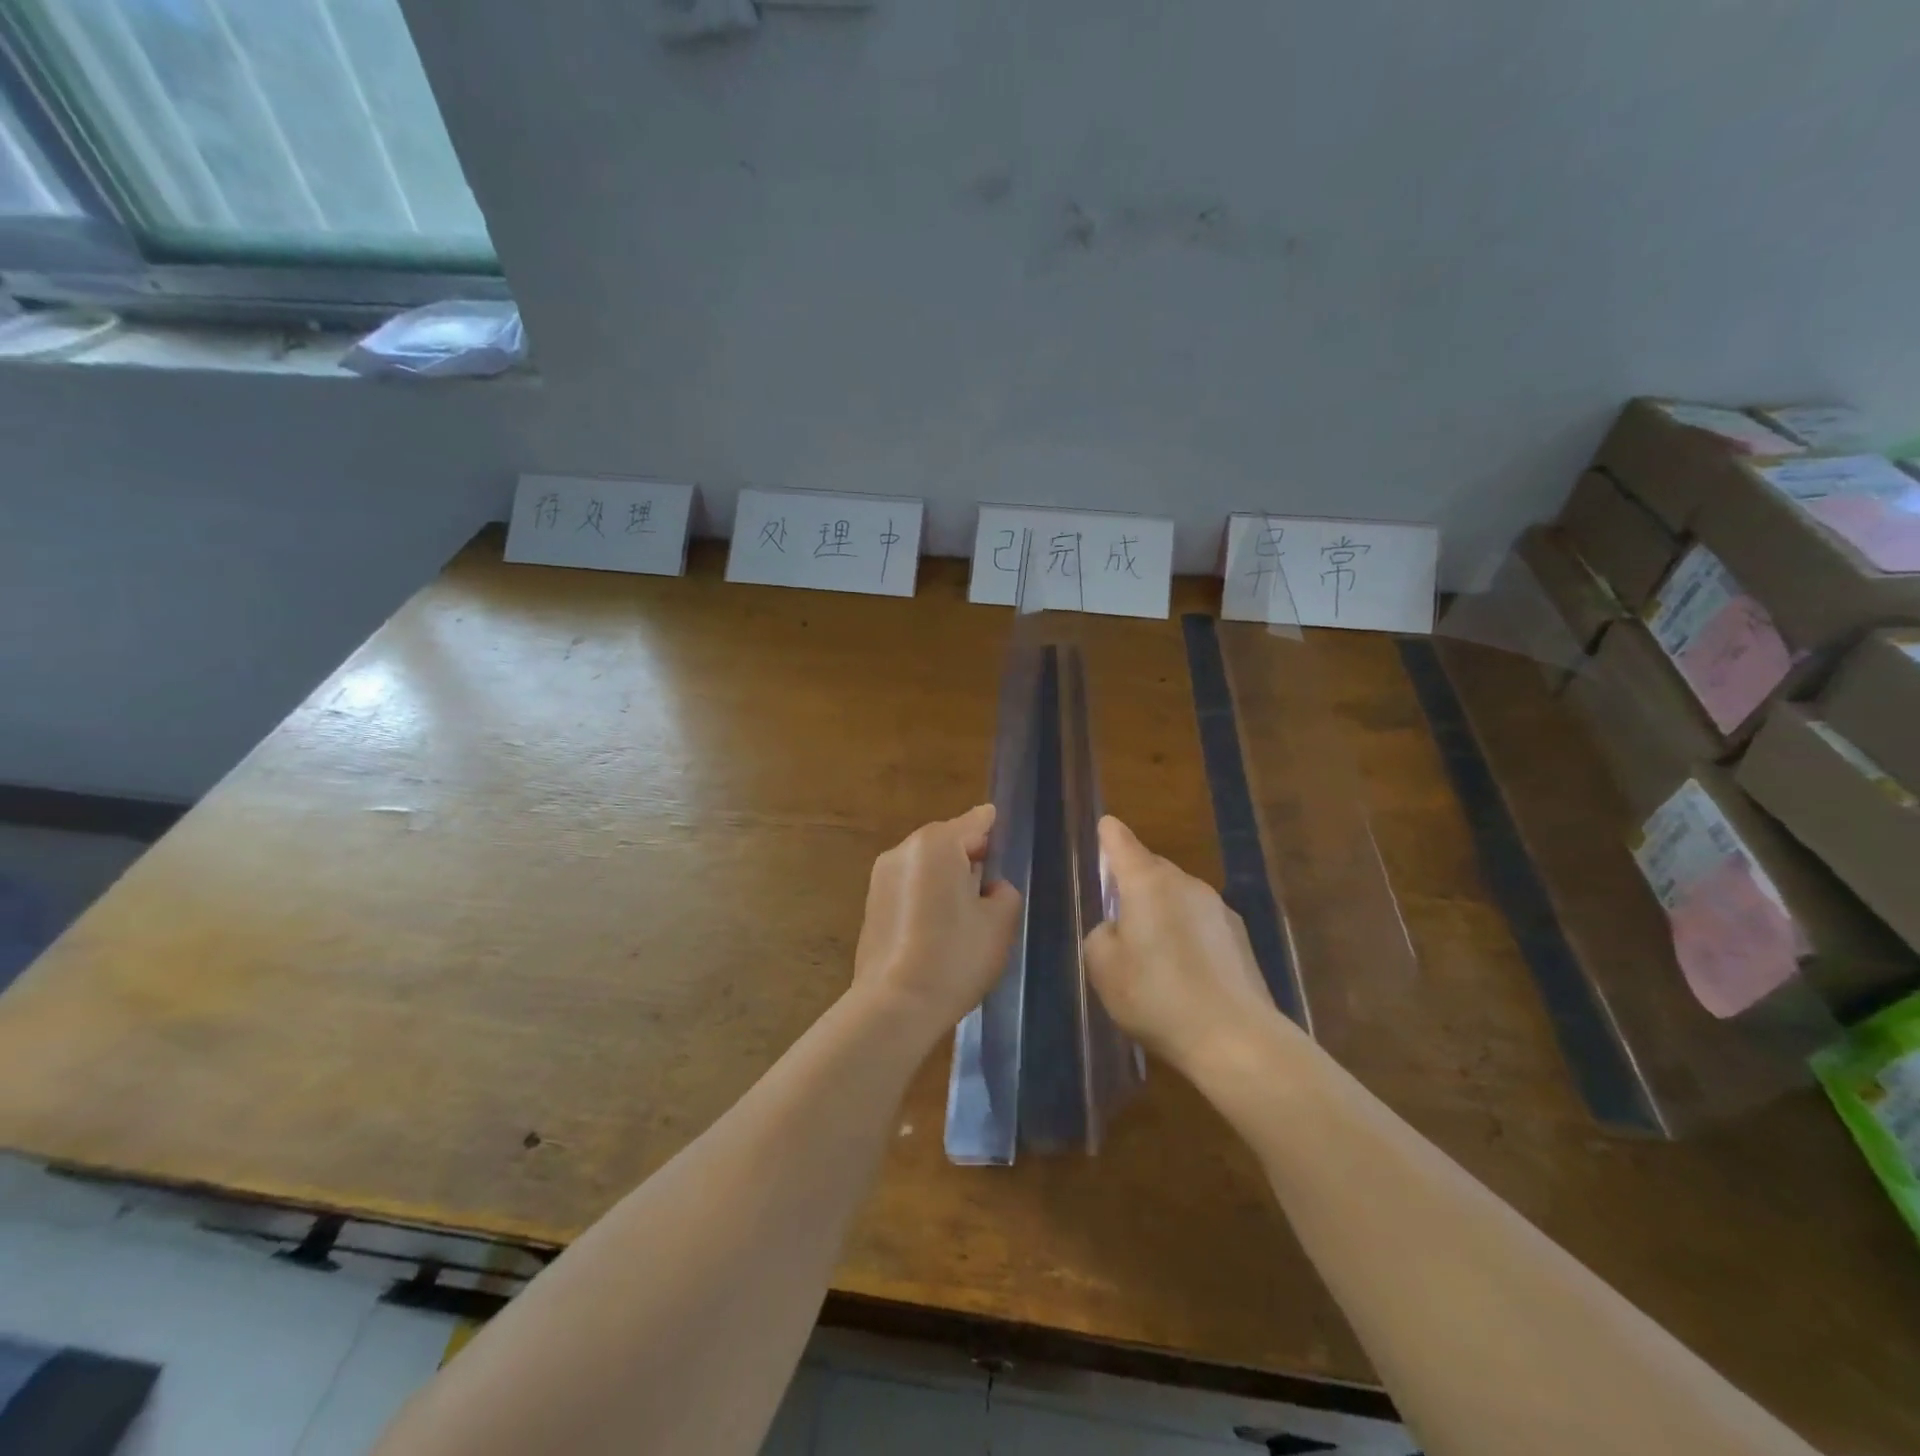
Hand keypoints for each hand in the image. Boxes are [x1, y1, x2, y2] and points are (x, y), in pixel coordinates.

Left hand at [850, 805, 1022, 1046]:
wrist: (895, 1005)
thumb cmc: (955, 956)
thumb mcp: (999, 921)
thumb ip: (1003, 891)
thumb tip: (989, 886)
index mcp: (936, 844)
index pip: (975, 821)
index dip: (994, 829)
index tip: (1006, 838)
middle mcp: (903, 850)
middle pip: (948, 841)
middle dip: (970, 857)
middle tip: (993, 886)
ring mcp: (881, 877)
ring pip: (927, 865)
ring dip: (947, 878)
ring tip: (968, 912)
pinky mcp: (872, 905)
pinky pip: (909, 887)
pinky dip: (927, 896)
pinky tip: (940, 928)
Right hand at [1084, 815, 1285, 1079]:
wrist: (1235, 1039)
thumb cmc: (1156, 996)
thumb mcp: (1103, 967)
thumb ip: (1101, 936)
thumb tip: (1118, 929)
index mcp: (1147, 883)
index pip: (1122, 842)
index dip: (1110, 835)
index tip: (1106, 827)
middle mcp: (1185, 884)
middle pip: (1152, 869)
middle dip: (1134, 883)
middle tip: (1119, 916)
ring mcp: (1218, 909)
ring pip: (1178, 898)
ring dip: (1163, 913)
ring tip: (1152, 956)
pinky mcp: (1240, 938)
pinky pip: (1201, 924)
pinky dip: (1188, 937)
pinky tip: (1185, 975)